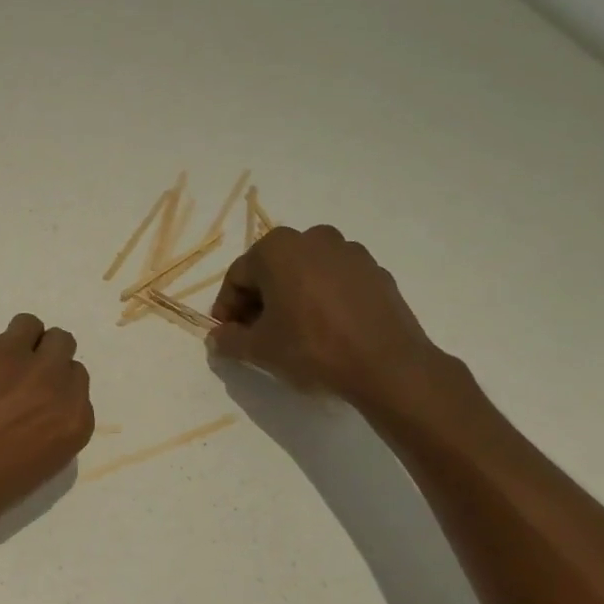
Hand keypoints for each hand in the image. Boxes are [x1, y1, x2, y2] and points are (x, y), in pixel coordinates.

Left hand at [0, 315, 94, 544]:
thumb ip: (44, 430)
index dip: (51, 385)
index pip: (75, 378)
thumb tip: (32, 408)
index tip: (30, 398)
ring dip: (9, 344)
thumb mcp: (28, 473)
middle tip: (9, 378)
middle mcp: (47, 377)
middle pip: (59, 343)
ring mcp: (5, 352)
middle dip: (39, 356)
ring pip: (26, 325)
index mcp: (70, 418)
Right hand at [208, 225, 468, 419]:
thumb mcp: (259, 350)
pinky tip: (327, 330)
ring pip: (305, 273)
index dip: (228, 309)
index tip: (228, 335)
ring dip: (292, 297)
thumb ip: (229, 340)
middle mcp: (312, 238)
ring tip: (294, 333)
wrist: (387, 365)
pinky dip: (324, 299)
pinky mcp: (376, 271)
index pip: (238, 277)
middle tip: (258, 335)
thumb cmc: (312, 348)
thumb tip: (216, 338)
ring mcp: (349, 252)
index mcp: (277, 248)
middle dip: (260, 301)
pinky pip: (336, 282)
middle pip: (272, 270)